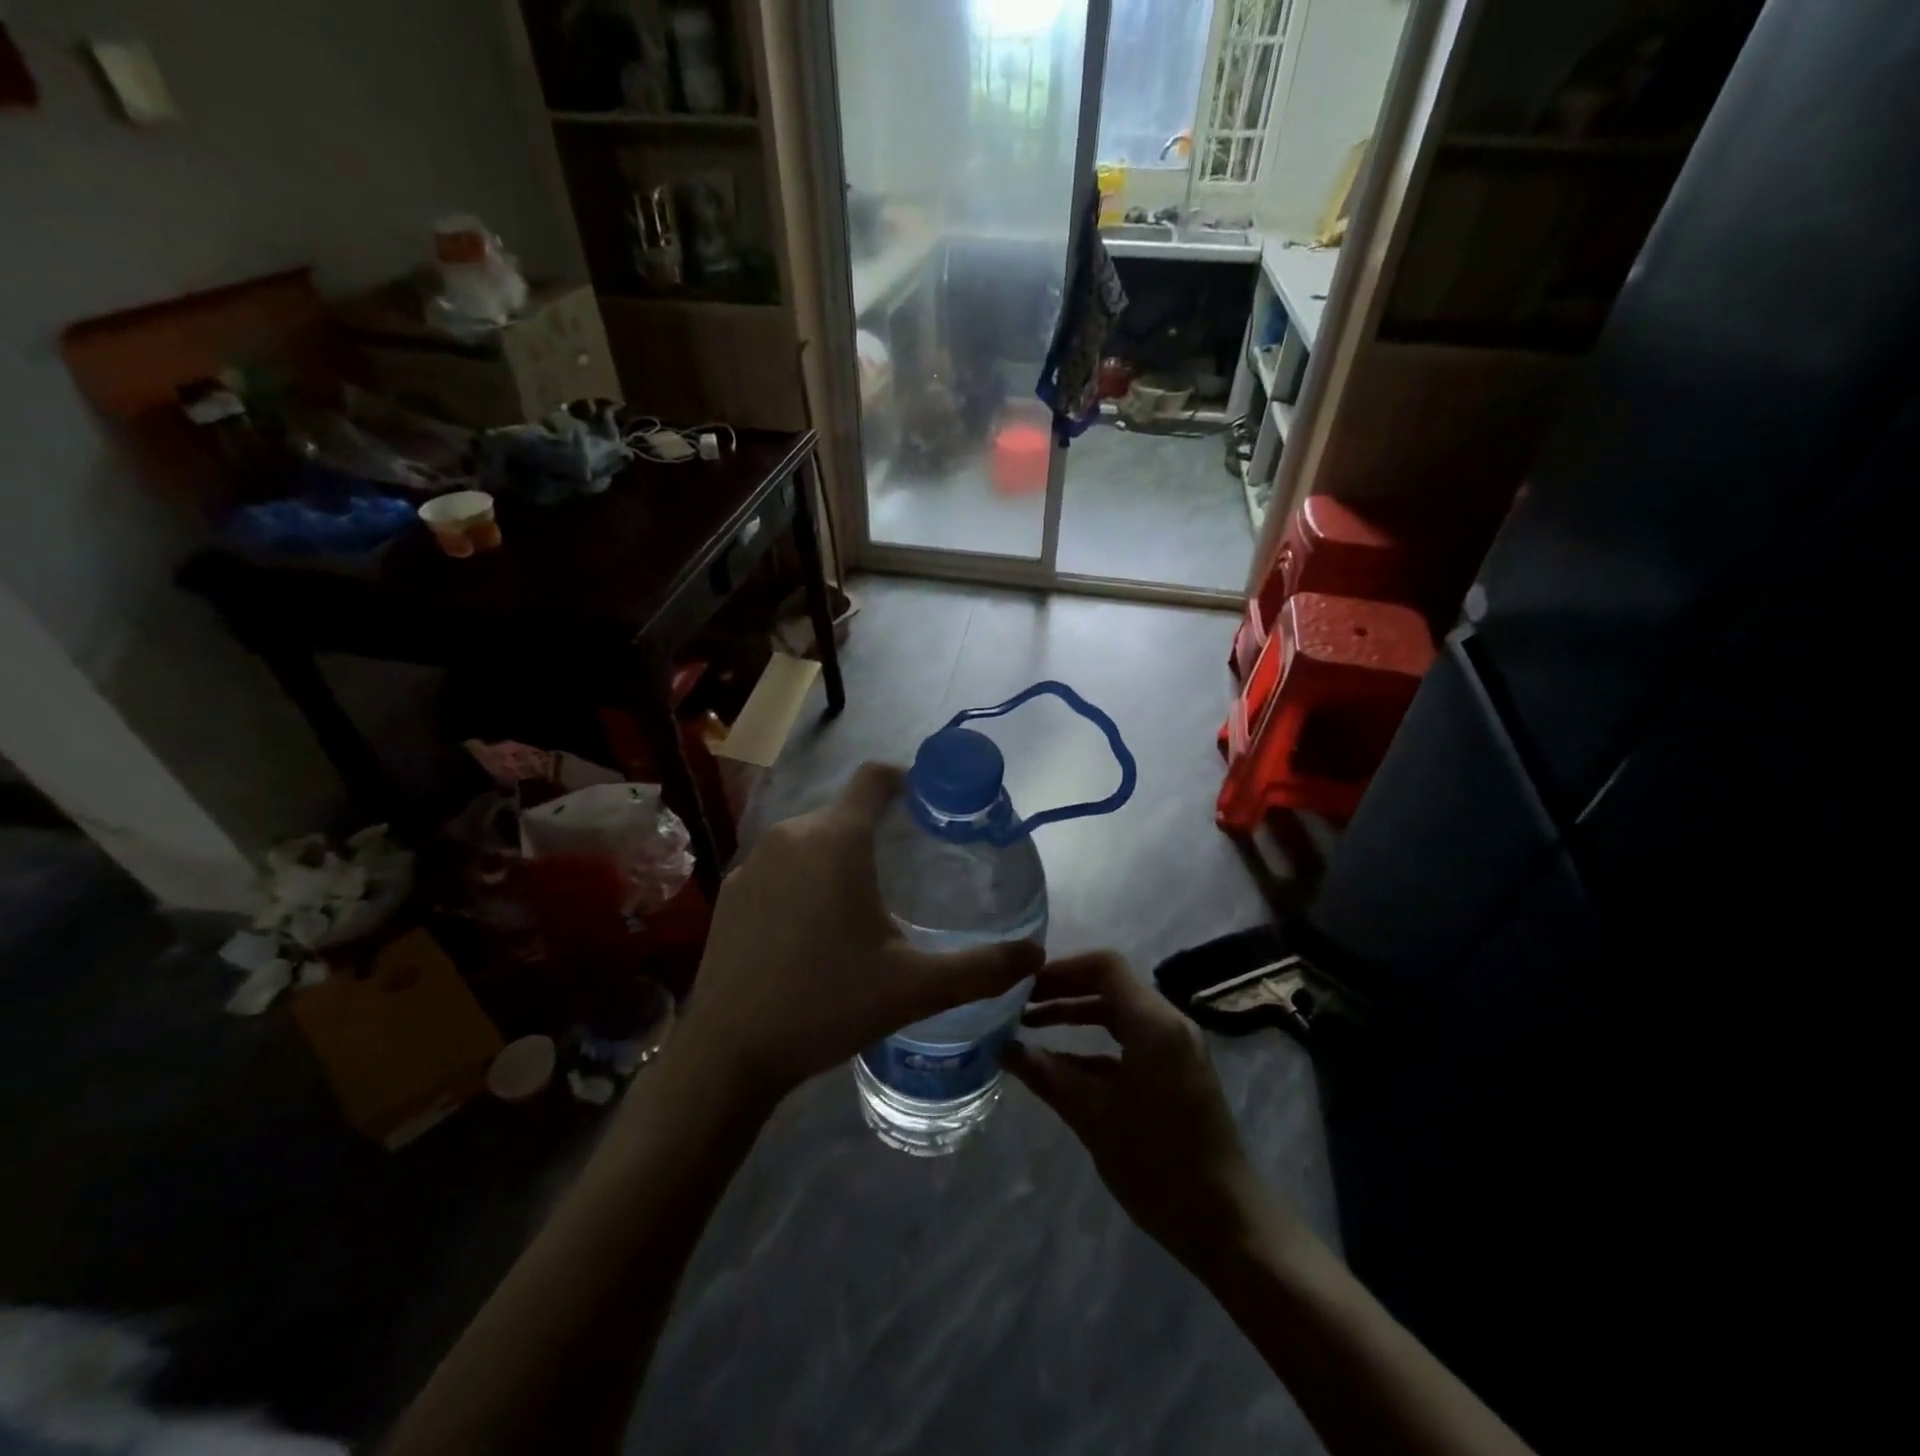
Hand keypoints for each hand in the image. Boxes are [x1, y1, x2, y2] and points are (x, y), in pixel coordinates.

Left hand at [678, 763, 1044, 1098]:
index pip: (875, 777)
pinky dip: (804, 880)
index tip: (932, 805)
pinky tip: (813, 929)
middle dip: (880, 830)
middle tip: (911, 870)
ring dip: (841, 857)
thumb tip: (1036, 954)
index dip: (907, 779)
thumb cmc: (826, 1004)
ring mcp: (753, 862)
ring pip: (811, 840)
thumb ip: (981, 968)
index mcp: (836, 840)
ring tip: (867, 903)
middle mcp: (791, 836)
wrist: (727, 1052)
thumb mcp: (914, 988)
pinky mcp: (730, 891)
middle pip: (846, 812)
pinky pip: (781, 866)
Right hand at [1003, 952, 1276, 1275]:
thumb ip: (1046, 1075)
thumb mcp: (1092, 1115)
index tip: (1024, 984)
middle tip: (1019, 1002)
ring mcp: (1176, 1048)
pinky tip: (1063, 1062)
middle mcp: (1169, 1024)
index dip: (1062, 968)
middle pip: (1111, 985)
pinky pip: (1131, 1039)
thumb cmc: (1156, 1162)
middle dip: (1063, 989)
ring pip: (1119, 1012)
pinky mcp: (1177, 1072)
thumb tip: (1002, 1048)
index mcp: (1154, 1024)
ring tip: (1032, 1025)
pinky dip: (1096, 1042)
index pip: (1105, 967)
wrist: (1226, 1223)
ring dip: (1077, 1014)